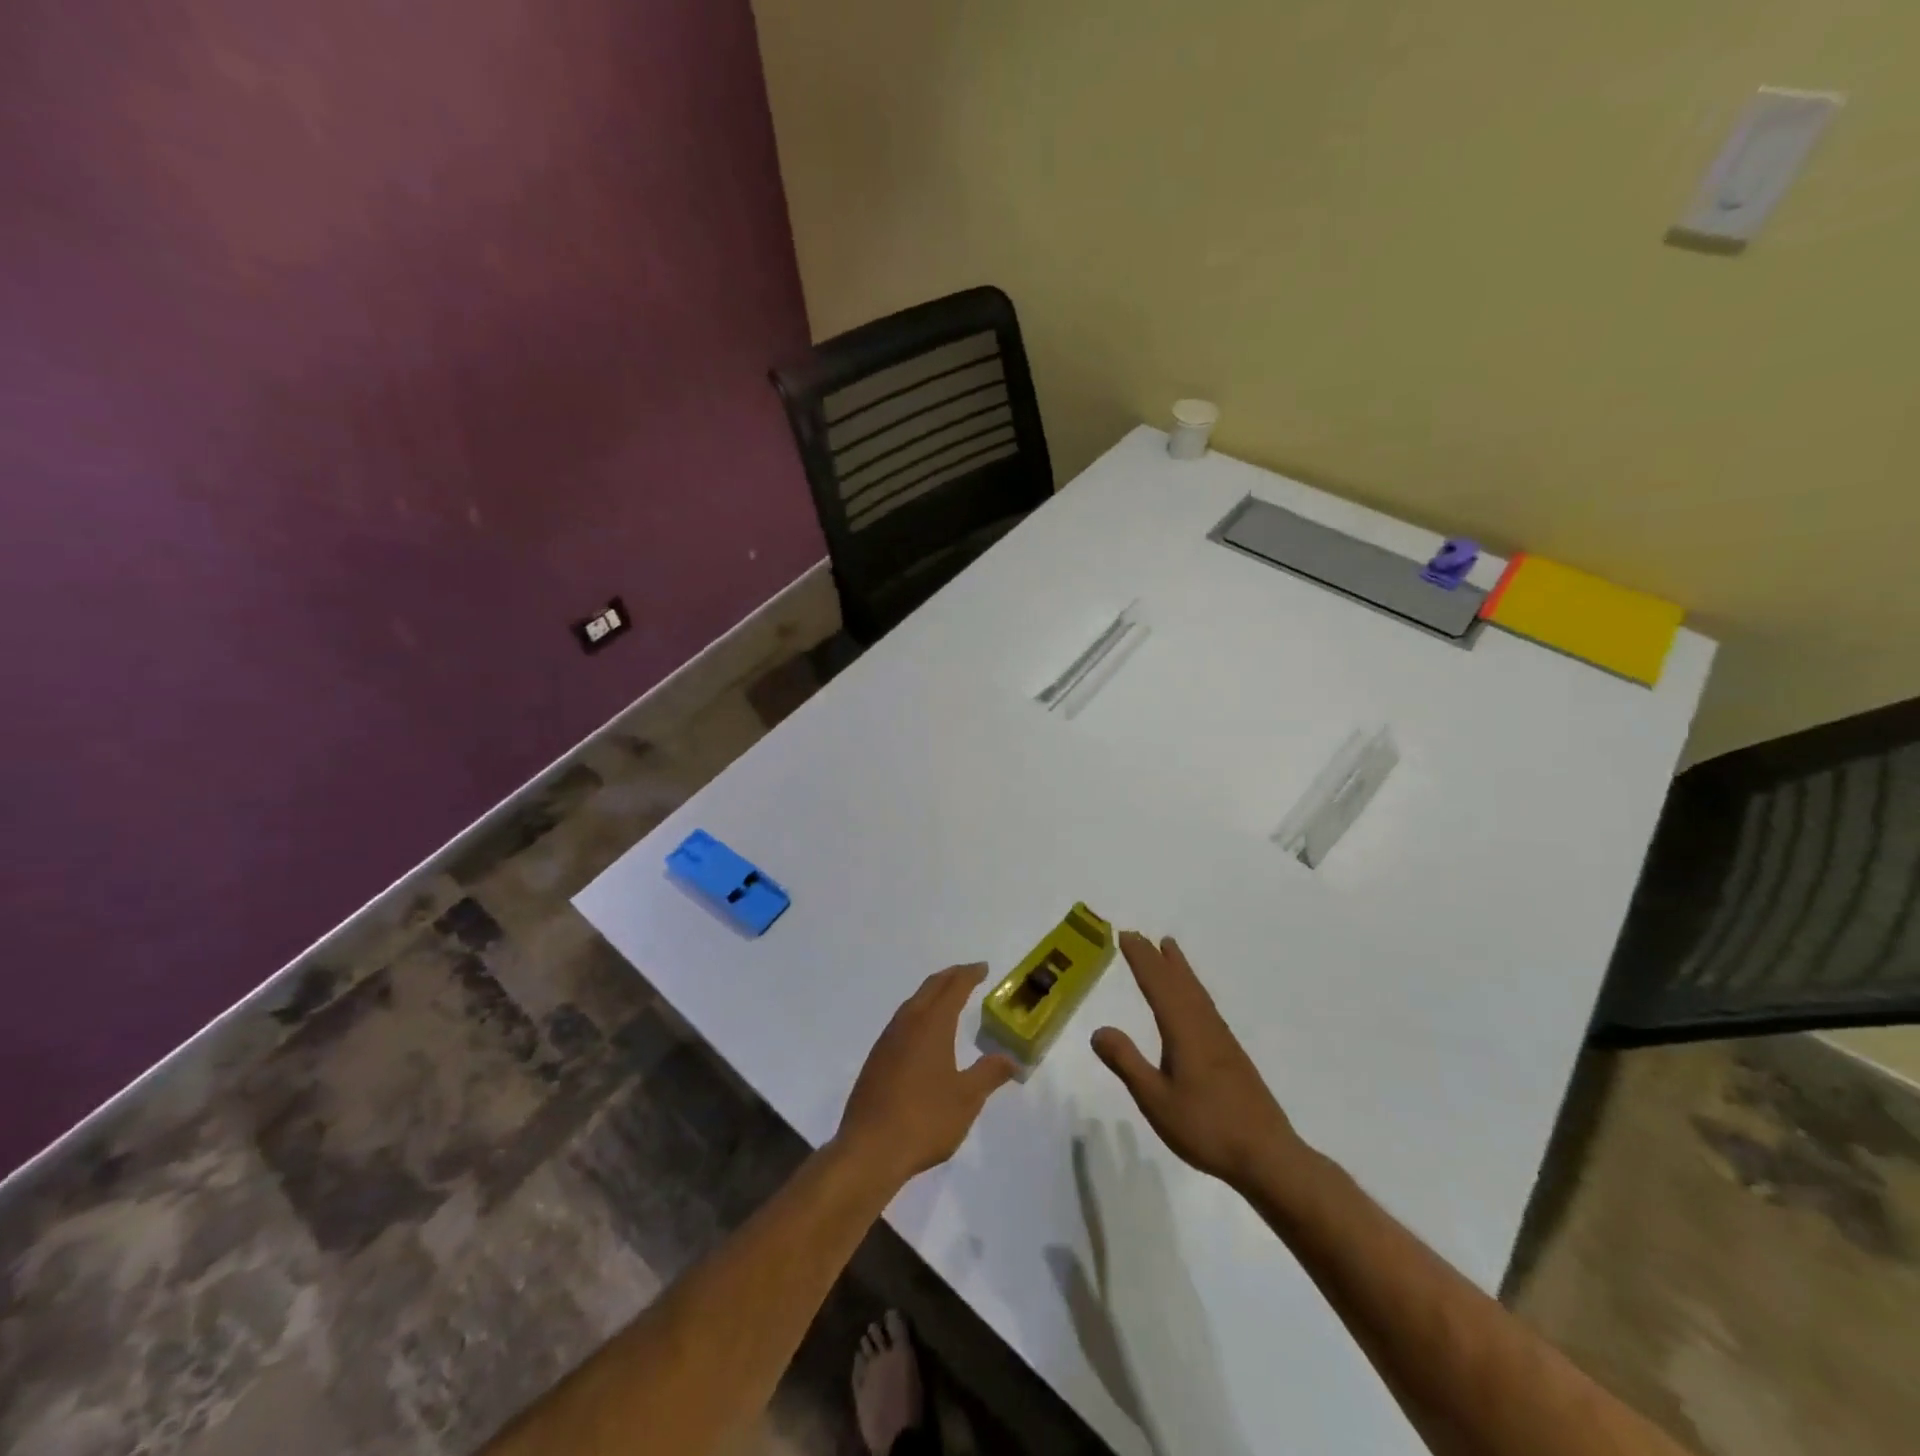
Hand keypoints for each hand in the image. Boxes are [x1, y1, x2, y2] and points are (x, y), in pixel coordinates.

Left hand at [836, 964, 1017, 1187]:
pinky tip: (922, 1033)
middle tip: (968, 974)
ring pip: (912, 1003)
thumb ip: (989, 1073)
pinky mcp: (876, 1060)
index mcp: (932, 1025)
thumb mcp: (967, 1099)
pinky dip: (918, 1013)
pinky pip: (901, 1022)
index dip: (969, 975)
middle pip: (930, 988)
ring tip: (947, 998)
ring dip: (932, 994)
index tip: (983, 968)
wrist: (869, 1149)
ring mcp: (887, 1041)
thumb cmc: (925, 1120)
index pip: (953, 988)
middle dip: (950, 977)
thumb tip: (1012, 1058)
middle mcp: (907, 1023)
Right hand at [1091, 932, 1304, 1188]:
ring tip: (1169, 950)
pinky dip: (1193, 990)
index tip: (1125, 935)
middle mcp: (1203, 1026)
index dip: (1141, 959)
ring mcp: (1222, 1040)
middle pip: (1179, 982)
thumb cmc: (1206, 1127)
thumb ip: (1127, 1063)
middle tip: (1140, 935)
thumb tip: (1098, 1029)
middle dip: (1158, 957)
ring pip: (1196, 992)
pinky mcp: (1232, 1056)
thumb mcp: (1155, 1100)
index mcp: (1183, 1031)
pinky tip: (1193, 1001)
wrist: (1268, 1156)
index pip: (1157, 985)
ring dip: (1179, 968)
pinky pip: (1205, 1006)